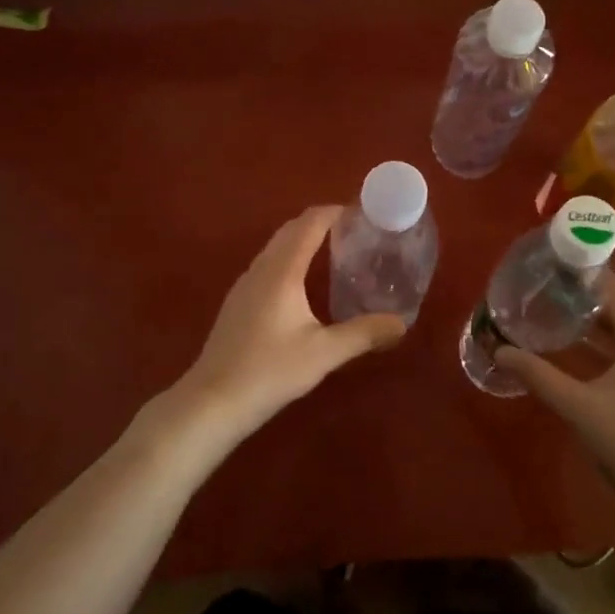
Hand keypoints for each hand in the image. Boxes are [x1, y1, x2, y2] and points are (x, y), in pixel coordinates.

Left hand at [169, 206, 404, 445]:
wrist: (213, 401)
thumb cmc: (270, 371)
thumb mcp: (324, 353)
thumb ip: (364, 334)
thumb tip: (401, 323)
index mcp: (282, 271)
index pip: (309, 224)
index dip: (334, 212)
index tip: (362, 213)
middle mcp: (261, 269)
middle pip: (290, 230)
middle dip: (320, 222)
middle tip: (354, 231)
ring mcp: (244, 285)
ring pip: (276, 247)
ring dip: (303, 239)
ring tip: (334, 251)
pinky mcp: (237, 302)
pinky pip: (267, 264)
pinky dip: (289, 258)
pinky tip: (303, 283)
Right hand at [495, 275, 614, 497]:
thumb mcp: (579, 407)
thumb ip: (539, 377)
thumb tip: (501, 351)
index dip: (588, 275)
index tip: (554, 267)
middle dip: (584, 298)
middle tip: (545, 290)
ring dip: (591, 323)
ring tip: (552, 315)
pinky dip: (599, 347)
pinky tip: (573, 356)